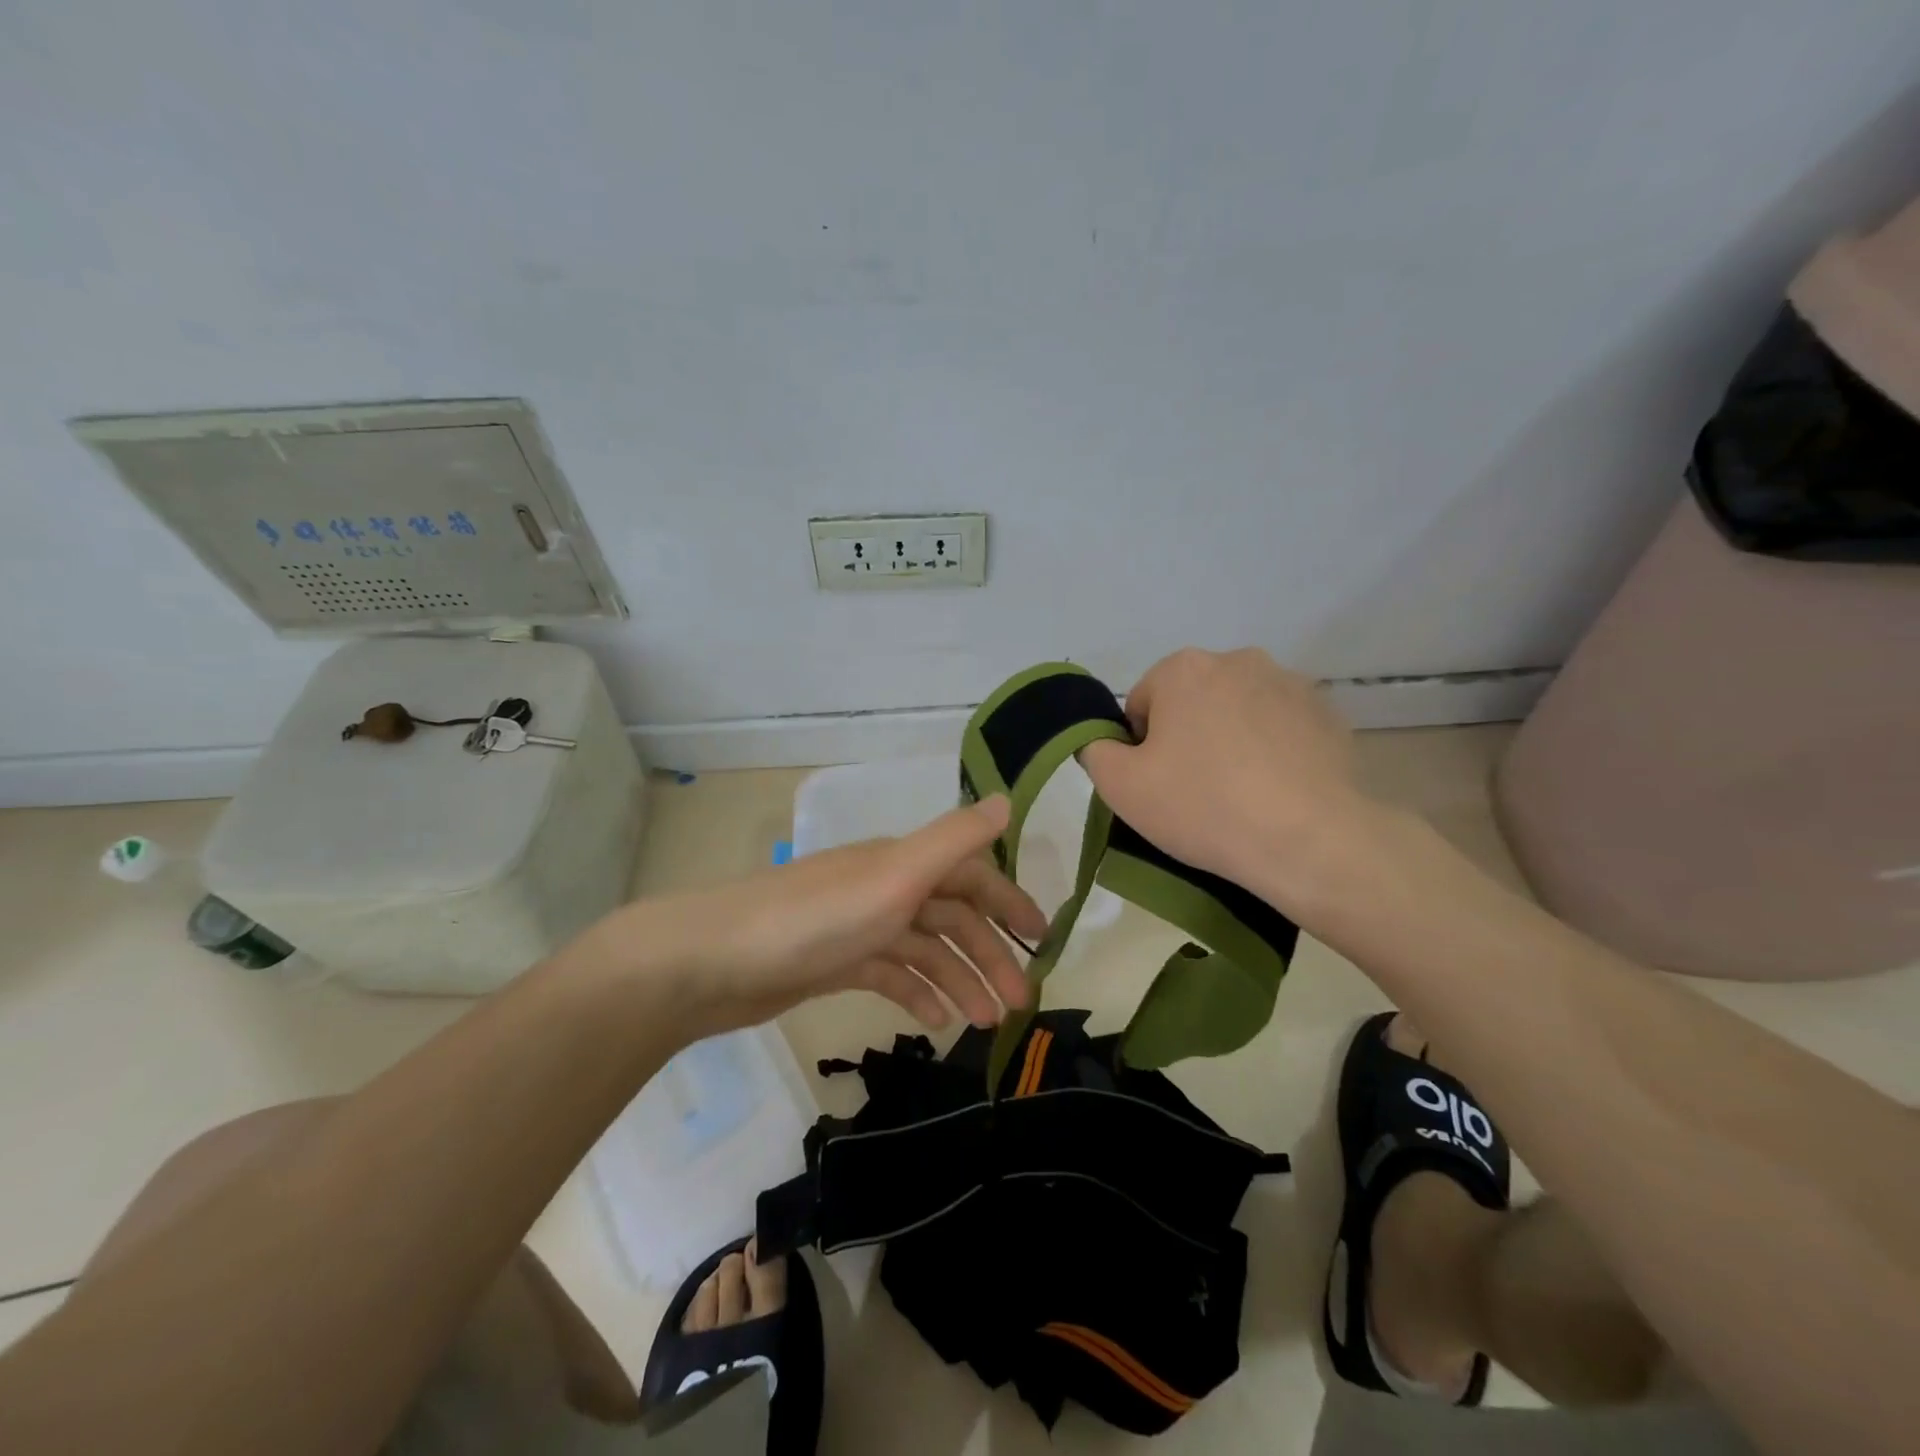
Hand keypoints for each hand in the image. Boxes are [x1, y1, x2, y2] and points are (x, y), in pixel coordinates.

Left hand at [608, 796, 1048, 1037]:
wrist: (716, 961)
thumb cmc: (815, 919)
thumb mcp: (895, 876)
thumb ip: (954, 840)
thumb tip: (1008, 801)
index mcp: (903, 863)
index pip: (971, 876)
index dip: (1009, 902)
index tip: (1042, 939)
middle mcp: (884, 887)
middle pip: (952, 917)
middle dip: (989, 956)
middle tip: (1019, 1003)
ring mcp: (858, 925)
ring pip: (924, 949)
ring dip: (958, 980)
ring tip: (983, 1023)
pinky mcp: (834, 961)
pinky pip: (890, 973)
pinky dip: (916, 992)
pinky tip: (934, 1021)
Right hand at [1079, 648, 1376, 904]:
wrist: (1309, 841)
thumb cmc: (1203, 806)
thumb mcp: (1120, 786)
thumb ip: (1094, 750)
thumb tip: (1101, 740)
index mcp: (1184, 668)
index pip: (1142, 704)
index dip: (1140, 747)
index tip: (1157, 784)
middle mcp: (1239, 660)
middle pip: (1192, 702)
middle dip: (1187, 738)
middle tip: (1194, 791)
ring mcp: (1291, 685)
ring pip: (1238, 713)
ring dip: (1230, 742)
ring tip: (1239, 795)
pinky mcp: (1329, 715)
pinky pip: (1281, 730)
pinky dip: (1272, 752)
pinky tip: (1275, 793)